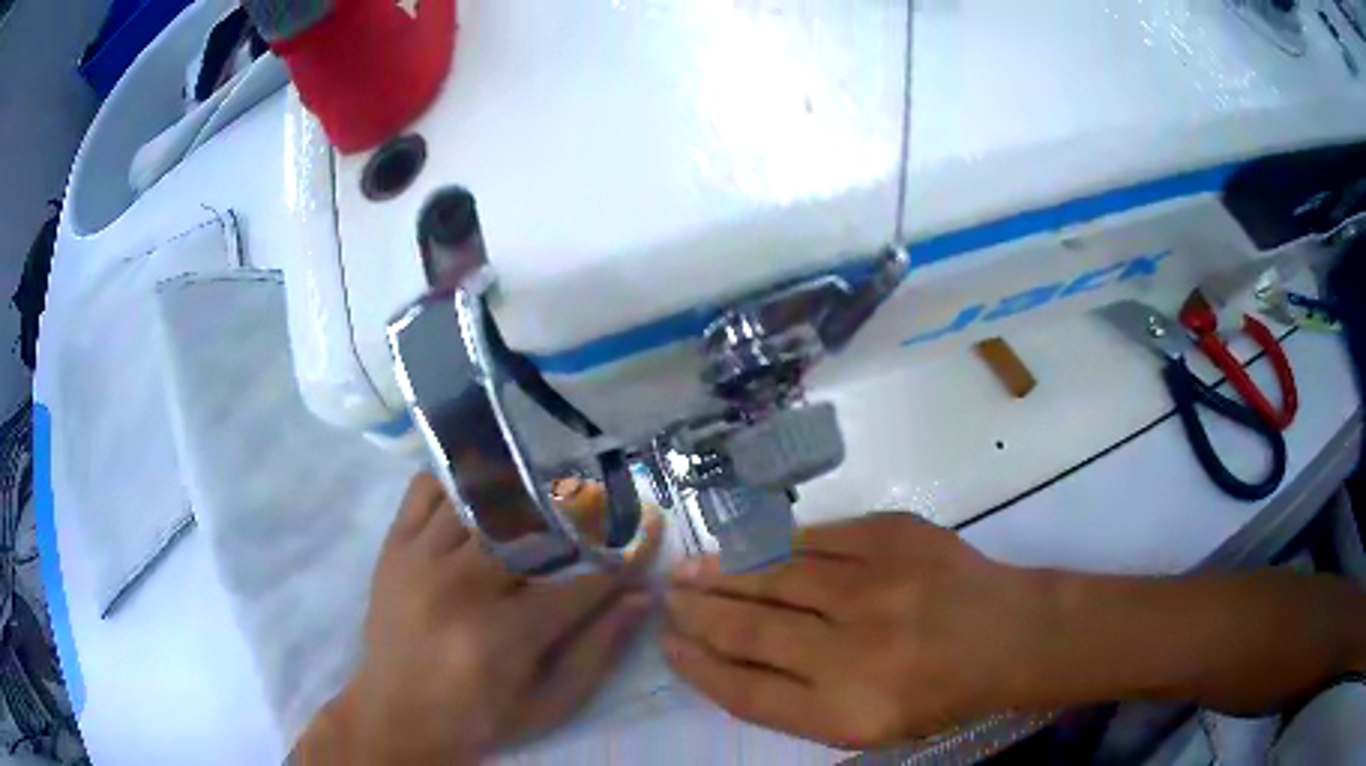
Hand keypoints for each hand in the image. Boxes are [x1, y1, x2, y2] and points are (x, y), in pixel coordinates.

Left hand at [300, 473, 661, 763]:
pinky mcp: (394, 547)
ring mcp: (421, 559)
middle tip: (600, 499)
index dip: (624, 555)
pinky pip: (425, 490)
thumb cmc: (478, 716)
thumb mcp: (548, 704)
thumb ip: (597, 652)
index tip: (647, 533)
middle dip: (577, 509)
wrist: (395, 714)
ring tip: (544, 483)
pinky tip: (478, 490)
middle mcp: (462, 586)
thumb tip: (641, 597)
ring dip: (520, 488)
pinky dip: (455, 480)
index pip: (582, 582)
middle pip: (530, 525)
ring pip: (480, 498)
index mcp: (505, 635)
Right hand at [662, 512, 1047, 748]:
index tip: (670, 646)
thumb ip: (793, 703)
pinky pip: (816, 537)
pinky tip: (749, 546)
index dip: (697, 667)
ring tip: (689, 570)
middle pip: (749, 630)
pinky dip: (775, 544)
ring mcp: (874, 586)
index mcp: (843, 710)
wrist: (1005, 634)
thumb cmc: (935, 693)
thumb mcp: (863, 726)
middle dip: (698, 614)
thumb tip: (726, 660)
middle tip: (669, 600)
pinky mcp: (892, 535)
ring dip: (723, 573)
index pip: (744, 690)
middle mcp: (852, 650)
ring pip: (774, 575)